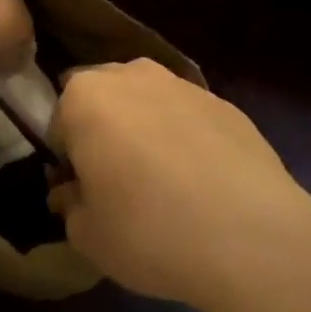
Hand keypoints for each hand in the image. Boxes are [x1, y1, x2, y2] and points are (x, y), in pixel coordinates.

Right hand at [47, 60, 310, 311]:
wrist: (252, 235)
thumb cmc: (149, 230)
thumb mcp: (88, 236)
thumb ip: (70, 206)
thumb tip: (73, 194)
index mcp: (85, 96)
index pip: (58, 121)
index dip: (66, 158)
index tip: (80, 192)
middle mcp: (131, 75)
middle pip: (103, 98)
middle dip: (103, 131)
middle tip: (116, 183)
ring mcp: (182, 84)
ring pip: (148, 102)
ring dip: (145, 130)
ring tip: (164, 185)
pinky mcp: (225, 103)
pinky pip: (189, 117)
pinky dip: (187, 139)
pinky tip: (203, 184)